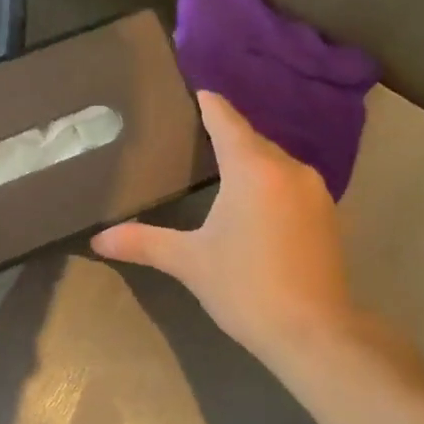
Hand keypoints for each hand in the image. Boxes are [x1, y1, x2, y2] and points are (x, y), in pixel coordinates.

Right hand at [91, 91, 360, 372]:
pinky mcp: (327, 215)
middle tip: (193, 133)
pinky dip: (268, 182)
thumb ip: (143, 242)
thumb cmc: (246, 287)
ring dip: (249, 160)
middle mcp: (289, 169)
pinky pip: (290, 183)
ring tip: (219, 165)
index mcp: (253, 169)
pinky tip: (252, 201)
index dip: (209, 104)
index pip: (227, 121)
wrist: (314, 332)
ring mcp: (314, 191)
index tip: (194, 90)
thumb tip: (97, 239)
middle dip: (226, 133)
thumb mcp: (189, 262)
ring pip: (275, 161)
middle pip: (252, 139)